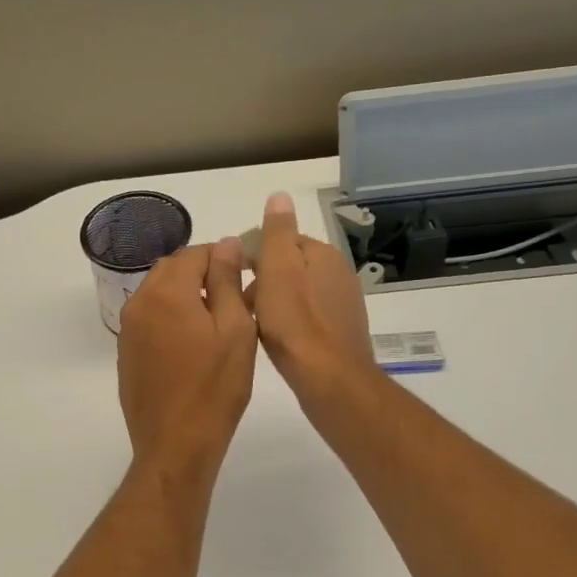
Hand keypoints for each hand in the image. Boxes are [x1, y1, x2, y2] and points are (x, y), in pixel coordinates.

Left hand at [117, 238, 257, 474]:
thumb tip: (226, 243)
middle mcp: (139, 301)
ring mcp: (128, 328)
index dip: (224, 256)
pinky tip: (193, 342)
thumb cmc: (214, 387)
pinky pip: (150, 317)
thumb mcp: (234, 329)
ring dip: (186, 294)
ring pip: (159, 292)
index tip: (246, 273)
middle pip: (173, 269)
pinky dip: (171, 316)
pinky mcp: (127, 351)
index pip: (195, 253)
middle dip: (203, 273)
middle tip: (235, 296)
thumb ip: (227, 280)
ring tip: (217, 319)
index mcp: (166, 291)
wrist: (175, 445)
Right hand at [248, 193, 375, 410]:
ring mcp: (342, 305)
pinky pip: (306, 317)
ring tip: (253, 324)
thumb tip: (280, 195)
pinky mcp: (340, 332)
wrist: (330, 380)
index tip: (234, 276)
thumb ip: (277, 232)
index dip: (255, 255)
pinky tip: (276, 340)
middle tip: (240, 303)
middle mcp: (338, 274)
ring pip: (296, 293)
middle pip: (289, 267)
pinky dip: (288, 322)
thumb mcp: (278, 269)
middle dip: (263, 280)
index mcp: (323, 255)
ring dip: (273, 303)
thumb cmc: (296, 323)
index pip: (282, 240)